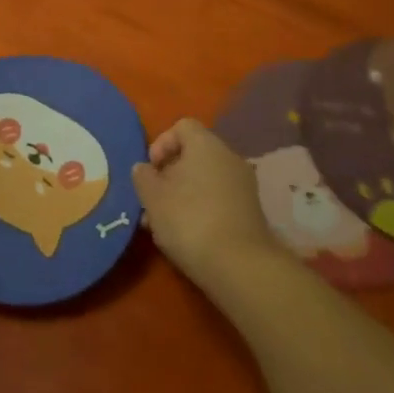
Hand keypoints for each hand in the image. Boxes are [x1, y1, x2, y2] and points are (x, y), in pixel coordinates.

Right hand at [133, 118, 286, 293]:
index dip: (161, 143)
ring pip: (204, 180)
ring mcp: (243, 186)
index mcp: (206, 145)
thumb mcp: (153, 197)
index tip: (150, 169)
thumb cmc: (189, 219)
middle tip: (152, 200)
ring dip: (182, 195)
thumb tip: (144, 168)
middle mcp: (229, 158)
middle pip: (193, 155)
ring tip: (162, 224)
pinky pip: (218, 199)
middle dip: (169, 175)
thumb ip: (143, 177)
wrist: (239, 266)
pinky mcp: (250, 212)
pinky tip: (186, 235)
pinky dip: (200, 209)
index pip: (182, 126)